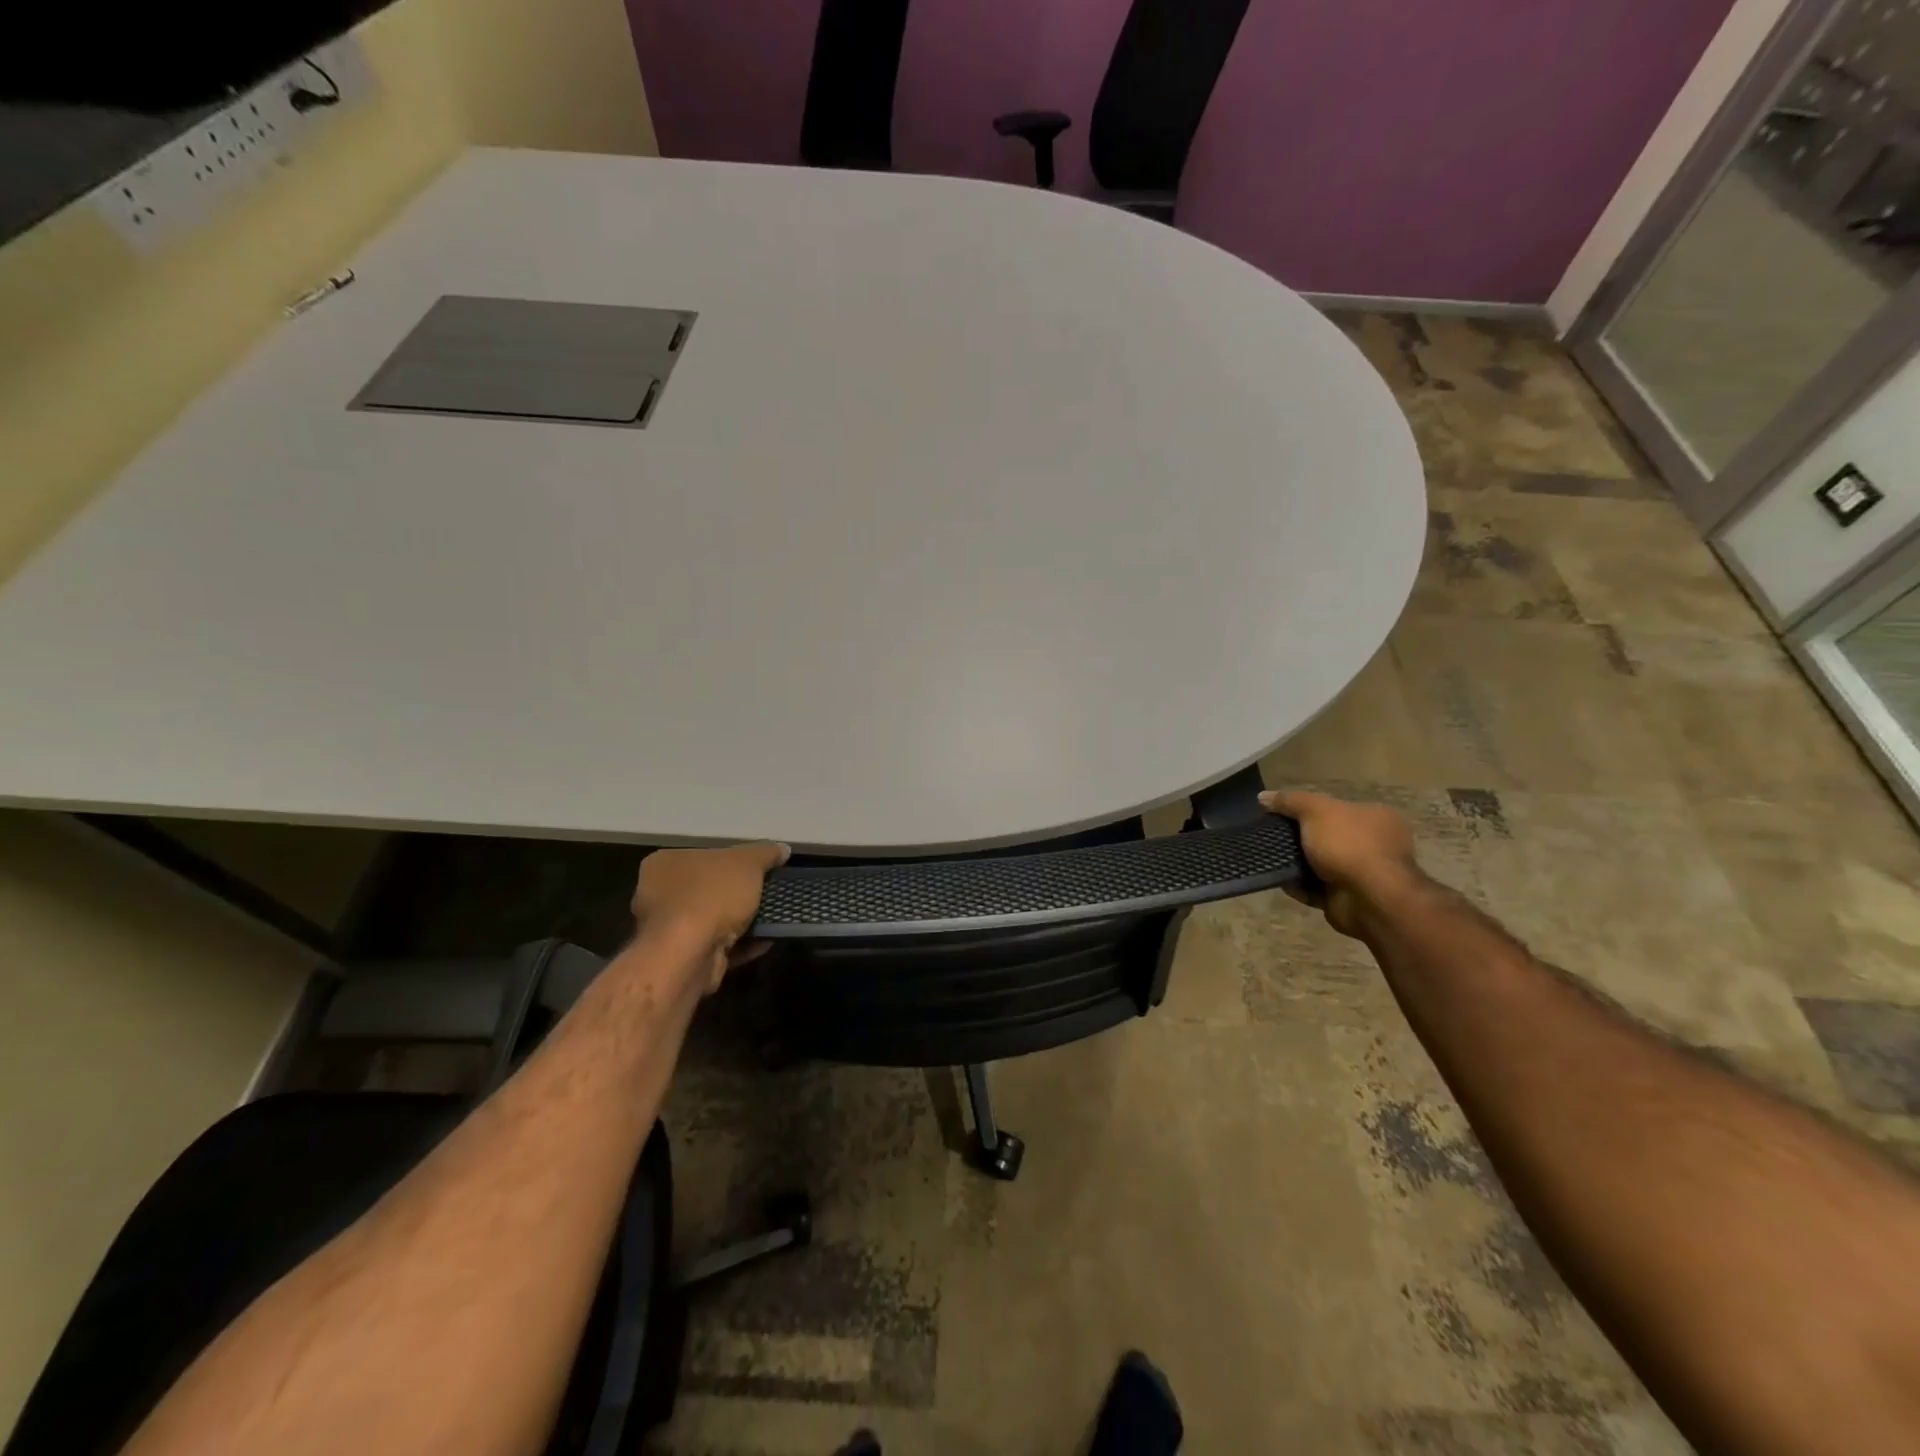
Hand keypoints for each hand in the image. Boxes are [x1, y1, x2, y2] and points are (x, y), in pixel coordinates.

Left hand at [631, 842, 789, 991]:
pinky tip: (765, 941)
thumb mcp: (747, 862)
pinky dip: (741, 944)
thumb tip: (782, 848)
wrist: (690, 954)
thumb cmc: (711, 895)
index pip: (702, 856)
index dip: (732, 861)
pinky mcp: (681, 959)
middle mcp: (658, 895)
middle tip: (765, 893)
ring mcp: (667, 930)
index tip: (756, 869)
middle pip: (707, 889)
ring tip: (771, 917)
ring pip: (713, 920)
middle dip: (737, 894)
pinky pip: (717, 946)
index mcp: (665, 864)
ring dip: (741, 921)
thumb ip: (765, 853)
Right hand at [1258, 789, 1422, 938]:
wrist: (1369, 899)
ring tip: (1272, 858)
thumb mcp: (1316, 810)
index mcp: (1377, 817)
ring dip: (1298, 863)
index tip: (1284, 814)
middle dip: (1301, 838)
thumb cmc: (1349, 845)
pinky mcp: (1350, 898)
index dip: (1310, 809)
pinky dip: (1300, 885)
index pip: (1339, 807)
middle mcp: (1375, 844)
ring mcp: (1364, 873)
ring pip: (1321, 864)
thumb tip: (1263, 796)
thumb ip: (1290, 800)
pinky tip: (1282, 880)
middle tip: (1274, 837)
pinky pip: (1317, 888)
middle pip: (1328, 836)